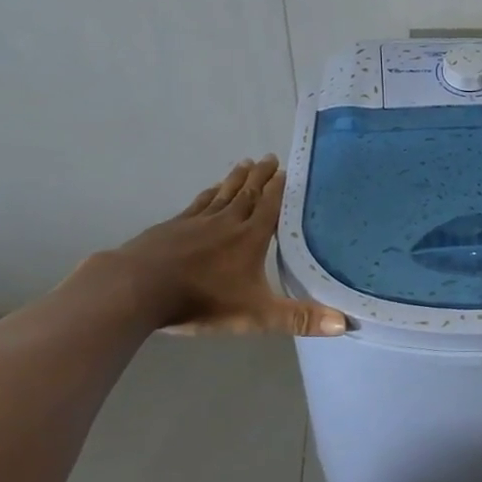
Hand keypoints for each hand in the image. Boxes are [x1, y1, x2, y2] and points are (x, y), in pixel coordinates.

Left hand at [104, 156, 345, 335]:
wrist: (137, 289)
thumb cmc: (202, 300)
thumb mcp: (257, 315)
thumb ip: (299, 318)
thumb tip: (344, 323)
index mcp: (250, 238)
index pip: (270, 206)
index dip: (280, 188)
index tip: (288, 169)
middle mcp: (226, 222)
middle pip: (248, 193)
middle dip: (261, 176)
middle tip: (269, 157)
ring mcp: (195, 222)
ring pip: (222, 194)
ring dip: (236, 179)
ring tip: (245, 164)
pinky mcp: (171, 228)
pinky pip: (196, 204)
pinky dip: (207, 194)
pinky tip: (209, 190)